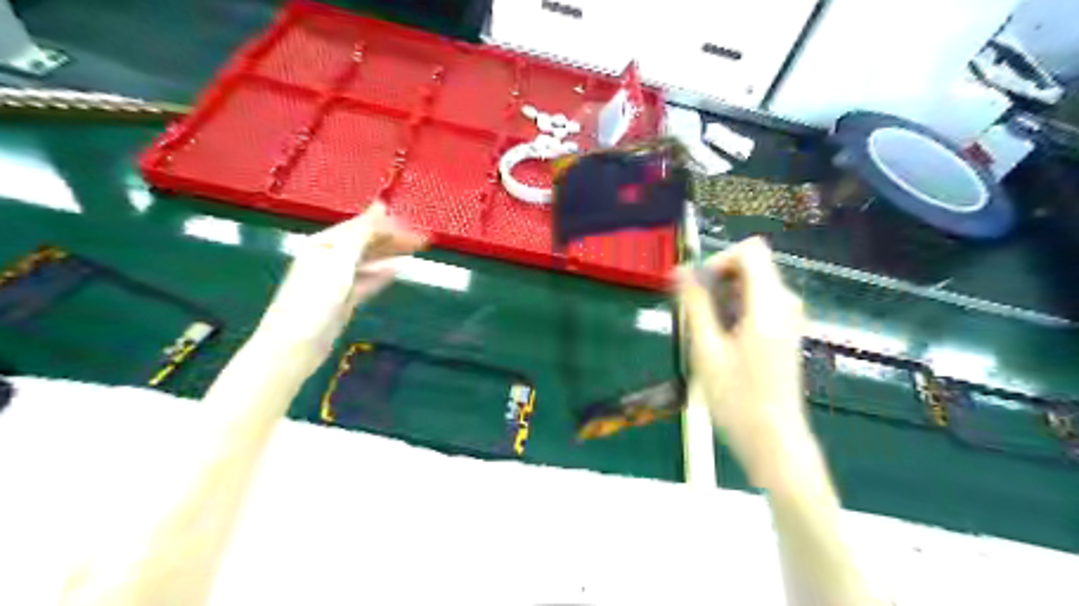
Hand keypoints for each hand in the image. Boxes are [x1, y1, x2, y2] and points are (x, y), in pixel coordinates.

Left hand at [257, 204, 424, 374]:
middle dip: (393, 239)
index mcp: (324, 243)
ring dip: (390, 254)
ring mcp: (336, 280)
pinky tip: (397, 270)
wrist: (296, 344)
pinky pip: (367, 281)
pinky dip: (381, 274)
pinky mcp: (343, 299)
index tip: (415, 226)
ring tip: (414, 251)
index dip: (388, 225)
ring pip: (368, 261)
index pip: (361, 227)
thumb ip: (362, 233)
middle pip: (365, 243)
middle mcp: (329, 258)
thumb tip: (380, 205)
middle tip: (423, 241)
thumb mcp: (340, 259)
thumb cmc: (315, 297)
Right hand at [677, 236, 803, 486]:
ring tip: (706, 333)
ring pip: (752, 285)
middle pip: (751, 266)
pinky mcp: (785, 332)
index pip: (750, 250)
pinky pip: (758, 303)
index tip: (697, 288)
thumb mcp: (707, 349)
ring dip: (723, 298)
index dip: (719, 260)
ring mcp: (789, 318)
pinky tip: (722, 342)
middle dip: (718, 281)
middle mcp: (785, 303)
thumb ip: (695, 304)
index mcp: (769, 304)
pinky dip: (736, 311)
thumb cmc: (737, 399)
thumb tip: (680, 270)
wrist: (774, 441)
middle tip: (695, 315)